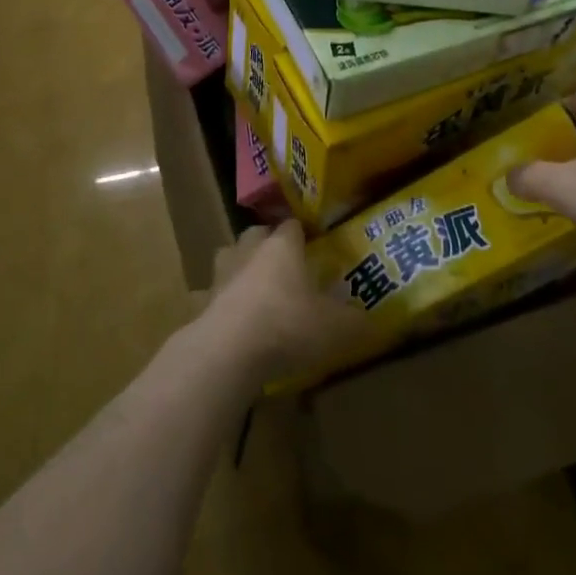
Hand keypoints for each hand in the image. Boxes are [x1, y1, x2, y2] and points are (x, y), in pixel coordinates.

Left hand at [201, 222, 375, 388]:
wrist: (229, 349)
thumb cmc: (288, 325)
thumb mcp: (335, 327)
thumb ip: (355, 322)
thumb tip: (372, 321)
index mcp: (282, 246)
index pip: (292, 225)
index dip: (303, 233)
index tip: (313, 245)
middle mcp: (249, 251)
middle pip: (256, 234)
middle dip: (267, 244)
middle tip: (284, 265)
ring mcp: (221, 274)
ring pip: (229, 257)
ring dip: (240, 267)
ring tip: (255, 288)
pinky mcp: (202, 302)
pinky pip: (212, 294)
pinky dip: (221, 302)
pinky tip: (232, 321)